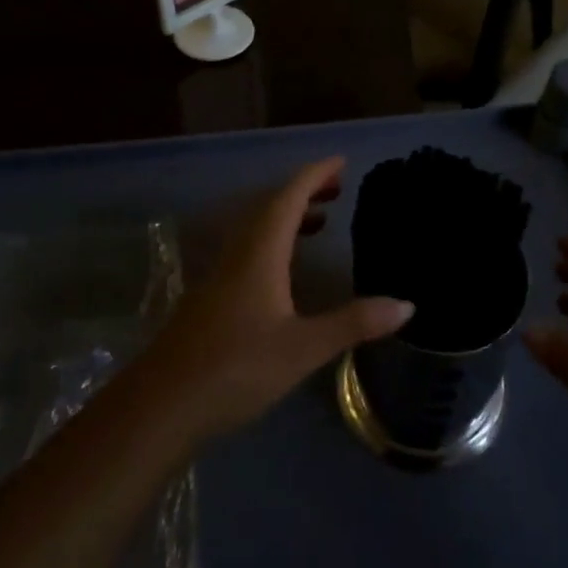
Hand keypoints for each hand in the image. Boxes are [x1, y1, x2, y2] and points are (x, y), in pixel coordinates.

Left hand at [135, 158, 413, 445]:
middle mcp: (237, 254)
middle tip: (337, 188)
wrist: (161, 406)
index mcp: (259, 253)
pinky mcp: (210, 298)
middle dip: (304, 191)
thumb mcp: (303, 348)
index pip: (288, 198)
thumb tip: (406, 304)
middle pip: (270, 207)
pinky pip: (247, 251)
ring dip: (288, 216)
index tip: (341, 162)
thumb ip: (353, 323)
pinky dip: (274, 243)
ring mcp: (219, 276)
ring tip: (320, 221)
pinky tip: (286, 271)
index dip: (315, 175)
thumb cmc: (235, 369)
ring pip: (256, 229)